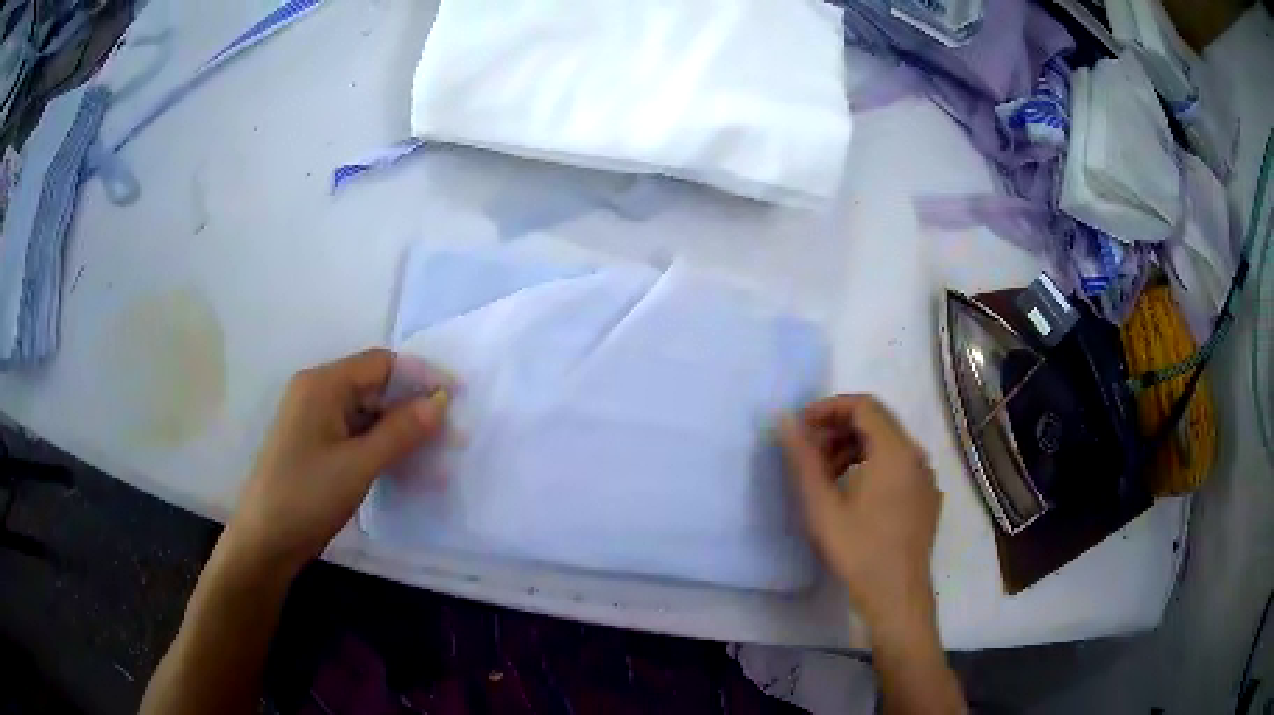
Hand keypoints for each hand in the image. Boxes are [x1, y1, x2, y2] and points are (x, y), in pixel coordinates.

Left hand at [225, 349, 449, 572]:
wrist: (264, 541)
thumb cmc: (306, 496)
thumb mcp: (358, 465)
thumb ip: (401, 432)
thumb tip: (441, 402)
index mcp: (322, 384)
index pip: (381, 364)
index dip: (420, 377)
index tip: (456, 399)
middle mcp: (317, 393)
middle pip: (374, 387)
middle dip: (412, 408)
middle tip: (450, 435)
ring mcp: (315, 421)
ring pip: (367, 414)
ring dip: (399, 431)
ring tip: (434, 455)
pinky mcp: (316, 446)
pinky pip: (355, 435)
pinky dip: (381, 447)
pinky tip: (405, 467)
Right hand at [778, 395, 941, 628]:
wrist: (896, 595)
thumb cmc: (857, 549)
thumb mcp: (822, 505)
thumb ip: (802, 459)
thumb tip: (784, 421)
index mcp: (895, 450)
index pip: (864, 405)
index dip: (828, 408)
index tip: (801, 427)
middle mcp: (916, 456)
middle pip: (877, 423)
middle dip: (838, 429)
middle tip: (807, 452)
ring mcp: (925, 477)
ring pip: (889, 445)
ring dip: (854, 448)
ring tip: (824, 474)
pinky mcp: (926, 497)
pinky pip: (899, 466)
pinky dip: (873, 465)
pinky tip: (852, 494)